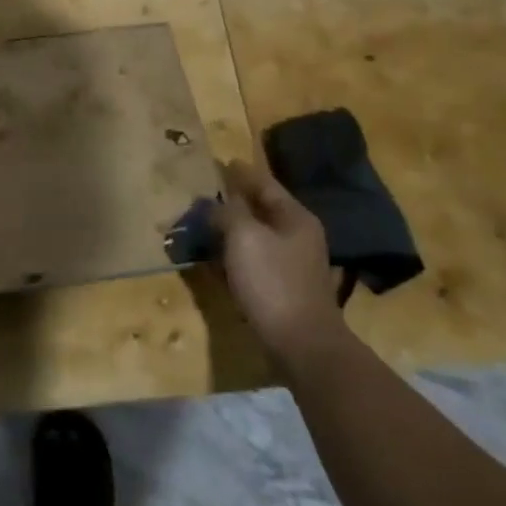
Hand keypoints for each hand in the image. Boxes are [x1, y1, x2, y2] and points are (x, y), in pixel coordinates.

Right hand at [214, 160, 347, 371]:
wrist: (301, 344)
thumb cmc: (272, 281)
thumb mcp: (244, 237)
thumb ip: (227, 212)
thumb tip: (213, 202)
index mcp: (295, 217)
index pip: (264, 184)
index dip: (241, 172)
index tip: (222, 162)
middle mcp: (298, 236)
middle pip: (261, 210)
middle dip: (234, 202)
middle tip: (206, 194)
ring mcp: (293, 265)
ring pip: (256, 237)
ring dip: (231, 230)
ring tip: (205, 225)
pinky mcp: (283, 289)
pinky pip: (254, 261)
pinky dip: (235, 255)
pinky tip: (216, 260)